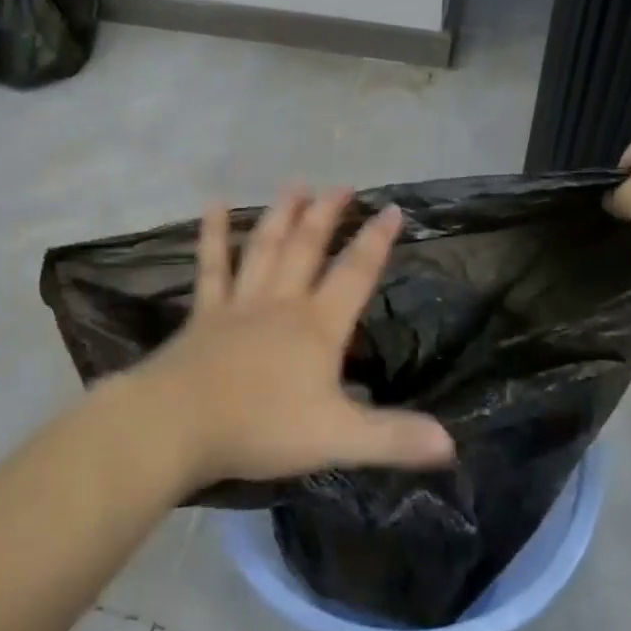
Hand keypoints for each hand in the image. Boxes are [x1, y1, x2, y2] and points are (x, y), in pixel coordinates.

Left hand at [123, 187, 456, 490]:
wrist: (178, 425)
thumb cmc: (261, 428)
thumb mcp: (337, 438)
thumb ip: (393, 438)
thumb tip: (451, 445)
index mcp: (317, 326)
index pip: (355, 274)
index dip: (376, 241)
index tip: (391, 208)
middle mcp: (281, 304)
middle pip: (307, 249)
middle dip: (327, 215)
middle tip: (340, 186)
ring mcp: (239, 305)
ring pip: (265, 249)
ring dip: (281, 215)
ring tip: (295, 185)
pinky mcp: (204, 315)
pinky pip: (211, 268)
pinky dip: (213, 236)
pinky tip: (213, 205)